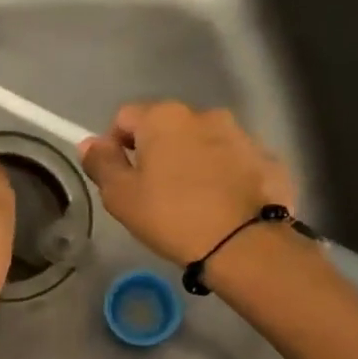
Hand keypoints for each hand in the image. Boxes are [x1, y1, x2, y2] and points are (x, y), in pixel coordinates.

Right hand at [79, 102, 293, 264]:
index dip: (115, 145)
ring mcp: (242, 135)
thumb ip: (101, 164)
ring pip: (204, 144)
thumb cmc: (172, 217)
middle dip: (158, 153)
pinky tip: (223, 208)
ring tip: (192, 203)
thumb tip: (89, 142)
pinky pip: (235, 164)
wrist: (243, 244)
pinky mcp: (268, 160)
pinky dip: (225, 178)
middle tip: (154, 194)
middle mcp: (204, 115)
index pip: (125, 117)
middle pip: (168, 128)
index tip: (120, 177)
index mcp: (164, 118)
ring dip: (193, 163)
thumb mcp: (121, 197)